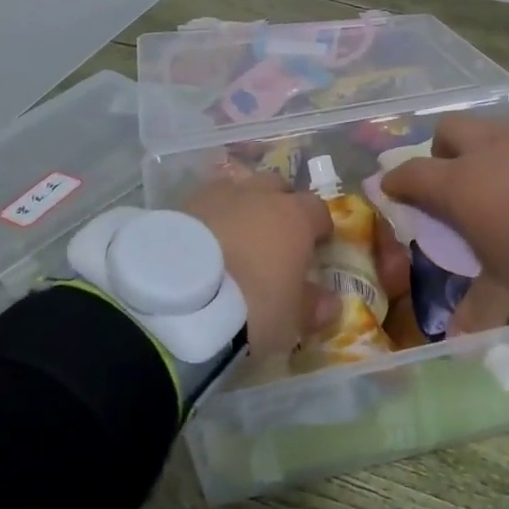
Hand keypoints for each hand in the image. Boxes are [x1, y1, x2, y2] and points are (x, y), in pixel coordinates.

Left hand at [182, 176, 334, 356]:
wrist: (179, 300)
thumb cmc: (251, 307)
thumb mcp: (290, 320)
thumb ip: (312, 306)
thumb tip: (329, 302)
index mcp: (294, 217)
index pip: (317, 210)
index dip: (318, 227)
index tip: (316, 247)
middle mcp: (258, 195)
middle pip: (276, 189)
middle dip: (279, 207)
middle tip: (274, 239)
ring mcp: (216, 195)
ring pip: (237, 191)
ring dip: (241, 209)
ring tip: (234, 240)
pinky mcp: (180, 206)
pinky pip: (204, 206)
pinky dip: (208, 220)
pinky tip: (202, 246)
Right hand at [378, 116, 508, 333]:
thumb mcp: (507, 285)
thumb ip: (478, 310)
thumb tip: (456, 344)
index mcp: (458, 183)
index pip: (412, 173)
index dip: (397, 180)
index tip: (390, 188)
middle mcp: (483, 151)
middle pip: (447, 132)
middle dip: (441, 150)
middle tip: (451, 178)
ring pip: (487, 129)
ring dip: (483, 148)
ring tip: (499, 180)